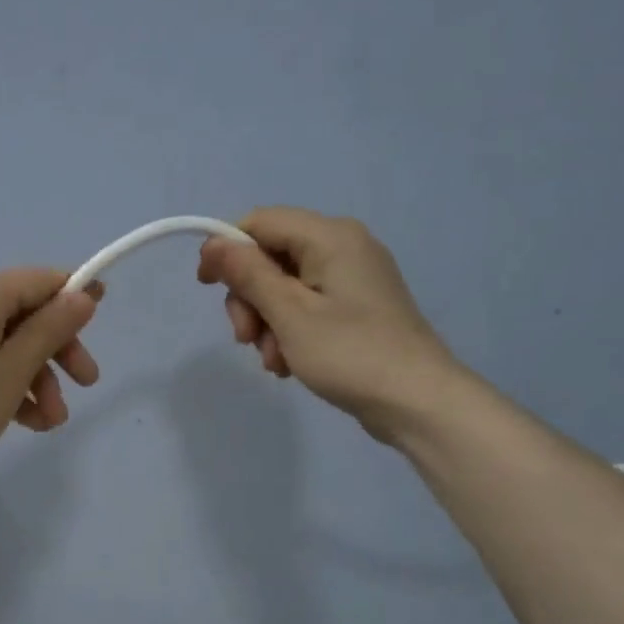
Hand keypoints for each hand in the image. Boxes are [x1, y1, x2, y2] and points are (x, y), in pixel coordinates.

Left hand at [0, 268, 103, 480]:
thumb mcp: (16, 367)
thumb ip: (52, 328)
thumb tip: (83, 296)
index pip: (40, 280)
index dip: (74, 297)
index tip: (103, 319)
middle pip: (26, 315)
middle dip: (58, 352)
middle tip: (87, 384)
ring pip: (9, 345)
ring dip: (38, 379)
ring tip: (52, 422)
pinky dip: (11, 387)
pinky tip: (30, 423)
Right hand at [197, 207, 459, 441]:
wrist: (417, 401)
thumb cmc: (350, 354)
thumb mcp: (289, 314)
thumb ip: (249, 275)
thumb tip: (213, 243)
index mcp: (330, 236)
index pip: (261, 222)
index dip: (227, 249)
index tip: (206, 287)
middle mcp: (344, 246)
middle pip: (271, 257)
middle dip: (250, 298)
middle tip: (245, 339)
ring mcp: (353, 278)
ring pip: (285, 287)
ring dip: (267, 323)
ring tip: (274, 361)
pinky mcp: (357, 307)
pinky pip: (308, 306)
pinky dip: (289, 332)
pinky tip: (289, 363)